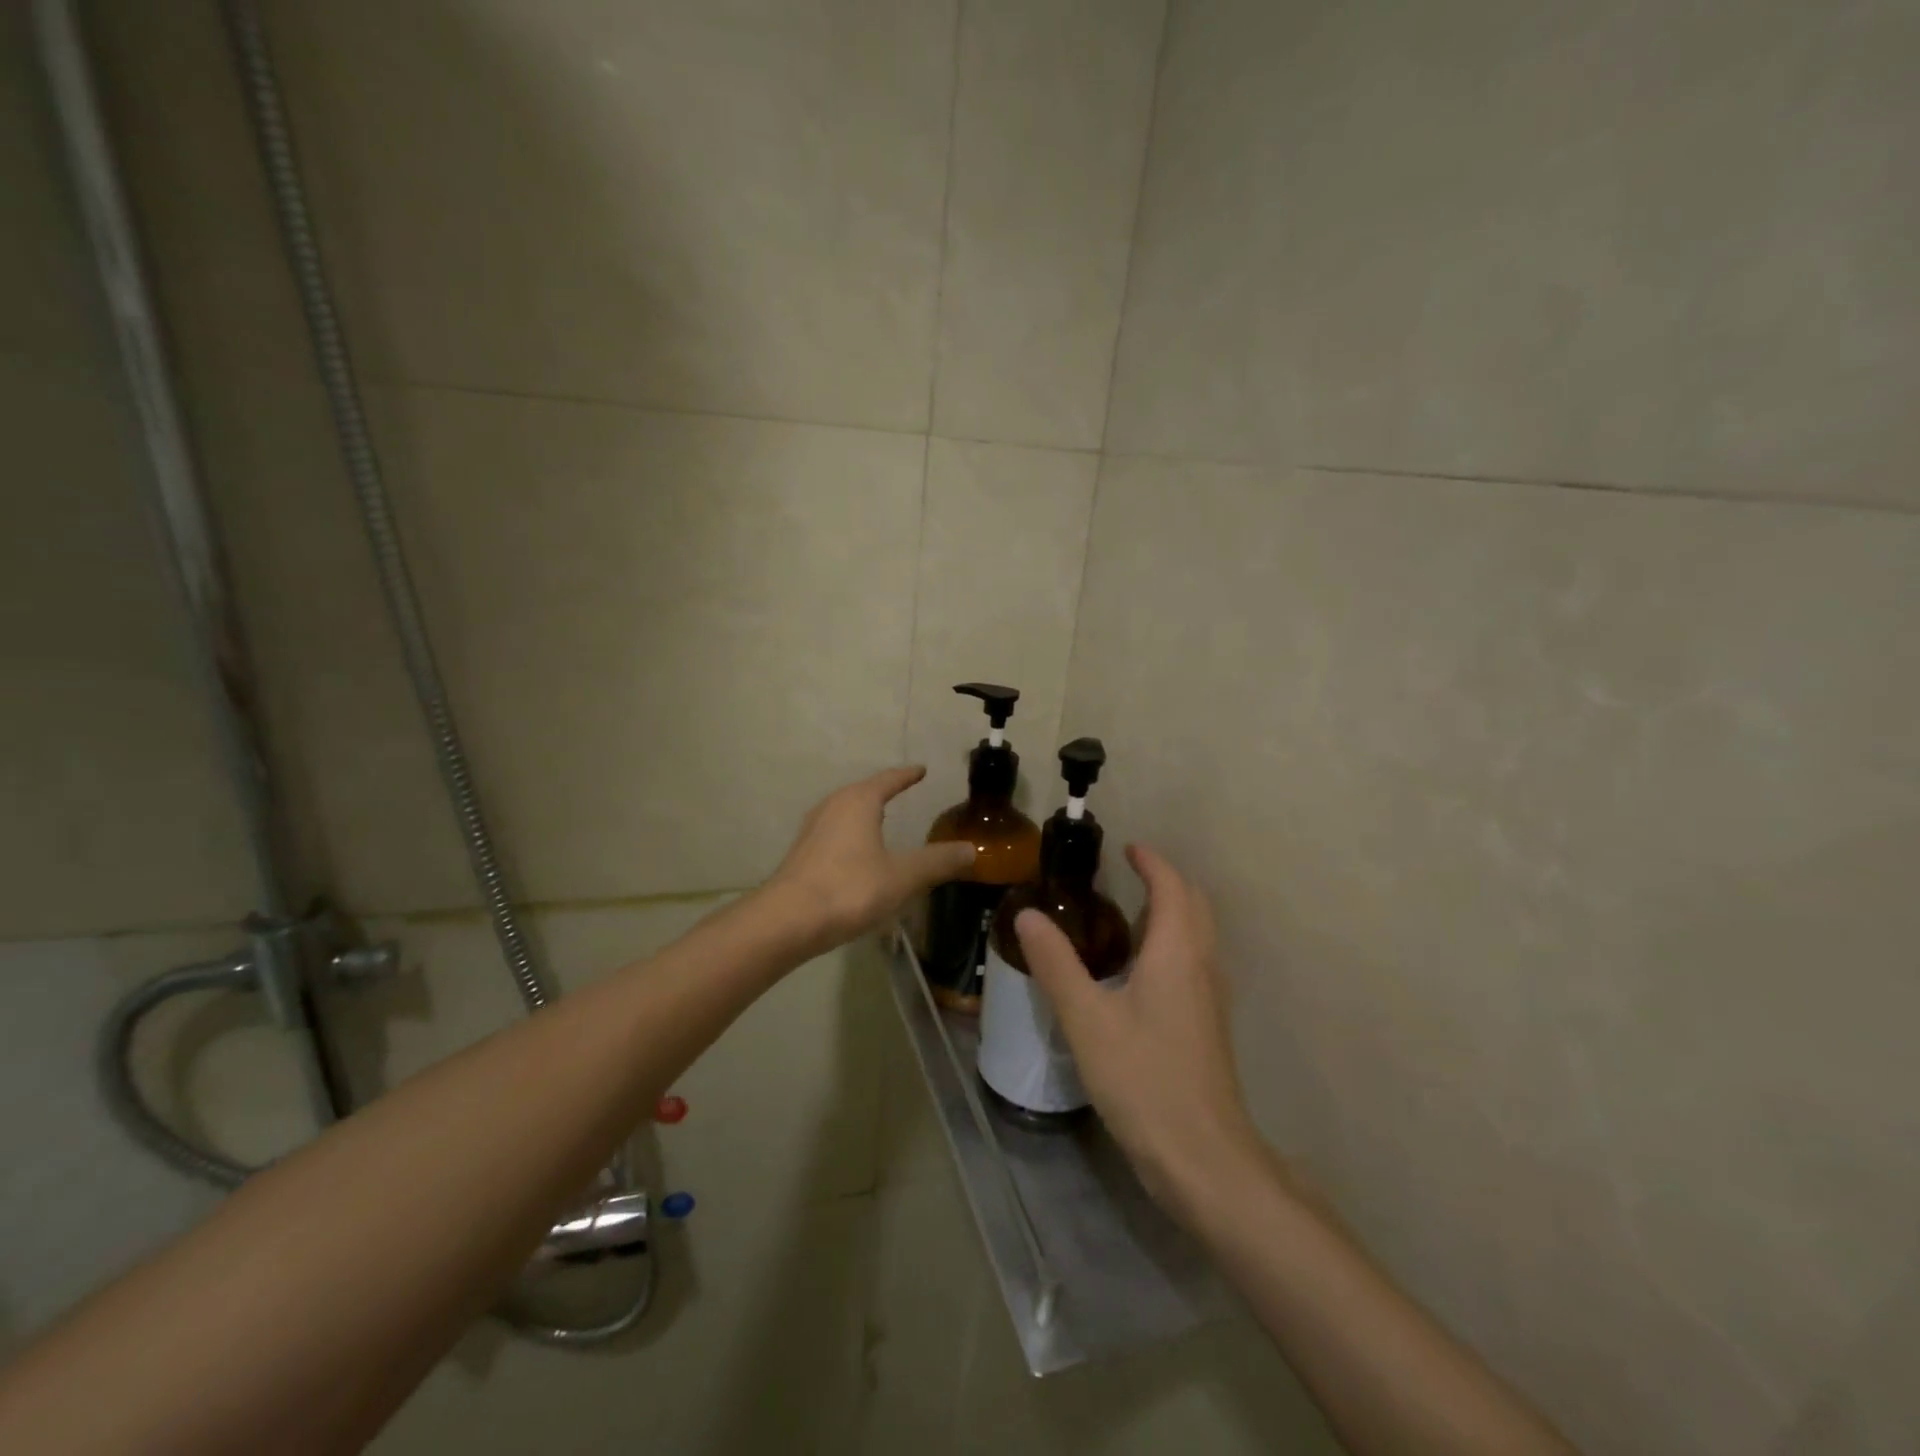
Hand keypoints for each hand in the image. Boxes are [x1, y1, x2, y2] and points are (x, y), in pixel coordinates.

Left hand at [766, 766, 976, 955]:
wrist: (787, 921)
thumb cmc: (850, 889)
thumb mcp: (903, 877)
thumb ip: (938, 862)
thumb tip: (972, 850)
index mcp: (859, 802)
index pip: (889, 780)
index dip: (907, 776)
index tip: (921, 770)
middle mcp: (833, 806)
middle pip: (863, 792)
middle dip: (884, 791)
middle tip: (904, 791)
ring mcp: (813, 829)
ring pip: (845, 812)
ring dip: (864, 813)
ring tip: (881, 819)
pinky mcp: (802, 853)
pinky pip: (834, 832)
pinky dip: (852, 834)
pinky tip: (857, 853)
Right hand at [1015, 844, 1262, 1211]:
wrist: (1202, 1157)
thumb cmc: (1143, 1078)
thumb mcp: (1087, 1019)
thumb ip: (1056, 964)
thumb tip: (1028, 914)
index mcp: (1176, 952)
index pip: (1172, 887)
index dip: (1152, 862)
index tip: (1127, 848)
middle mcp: (1201, 965)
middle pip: (1194, 905)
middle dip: (1166, 882)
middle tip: (1127, 876)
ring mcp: (1209, 998)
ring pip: (1197, 936)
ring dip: (1171, 913)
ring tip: (1125, 916)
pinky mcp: (1206, 1025)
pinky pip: (1193, 963)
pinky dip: (1171, 944)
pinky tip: (1137, 972)